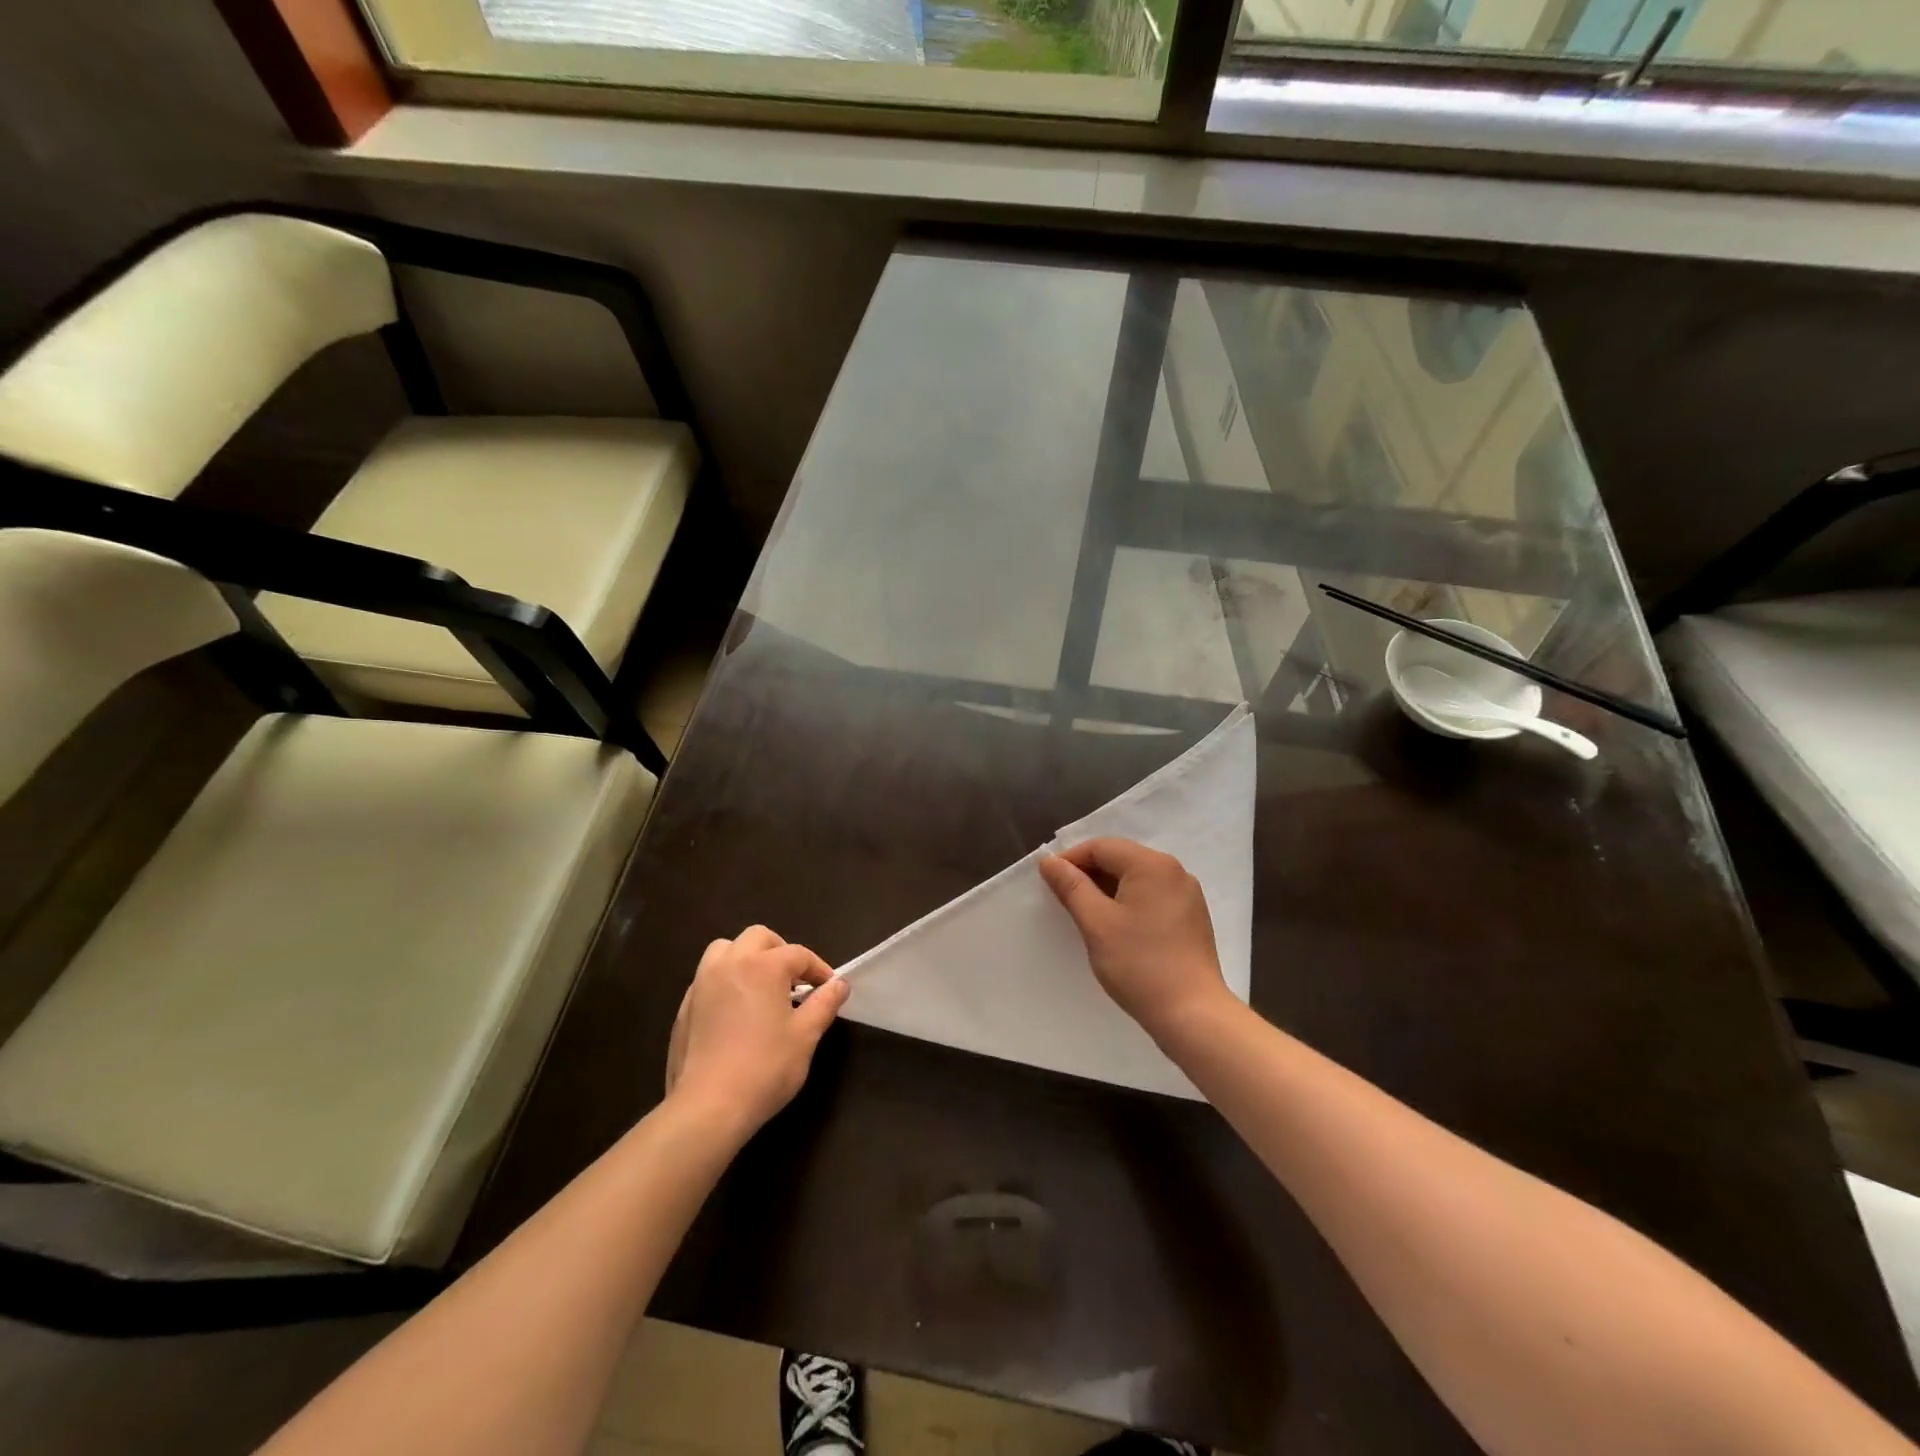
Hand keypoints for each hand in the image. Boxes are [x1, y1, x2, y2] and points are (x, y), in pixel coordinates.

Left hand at [664, 926, 849, 1136]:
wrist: (707, 1107)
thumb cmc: (765, 1068)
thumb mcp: (805, 1036)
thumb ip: (824, 1004)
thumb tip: (840, 984)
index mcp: (763, 966)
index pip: (798, 954)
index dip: (818, 969)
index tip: (829, 989)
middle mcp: (730, 964)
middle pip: (759, 938)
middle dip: (781, 952)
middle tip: (795, 982)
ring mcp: (702, 984)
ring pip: (725, 949)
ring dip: (747, 958)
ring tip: (761, 987)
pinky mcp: (685, 1007)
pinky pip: (707, 978)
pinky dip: (725, 981)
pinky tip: (734, 1012)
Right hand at [1040, 838, 1231, 1040]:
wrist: (1192, 1013)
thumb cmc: (1139, 964)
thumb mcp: (1096, 922)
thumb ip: (1071, 887)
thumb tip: (1050, 861)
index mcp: (1152, 864)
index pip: (1102, 847)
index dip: (1071, 860)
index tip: (1049, 883)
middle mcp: (1174, 870)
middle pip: (1121, 858)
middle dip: (1089, 874)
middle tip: (1064, 900)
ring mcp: (1187, 893)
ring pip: (1137, 878)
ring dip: (1108, 888)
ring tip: (1087, 915)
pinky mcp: (1192, 916)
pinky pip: (1153, 895)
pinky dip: (1129, 902)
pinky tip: (1117, 927)